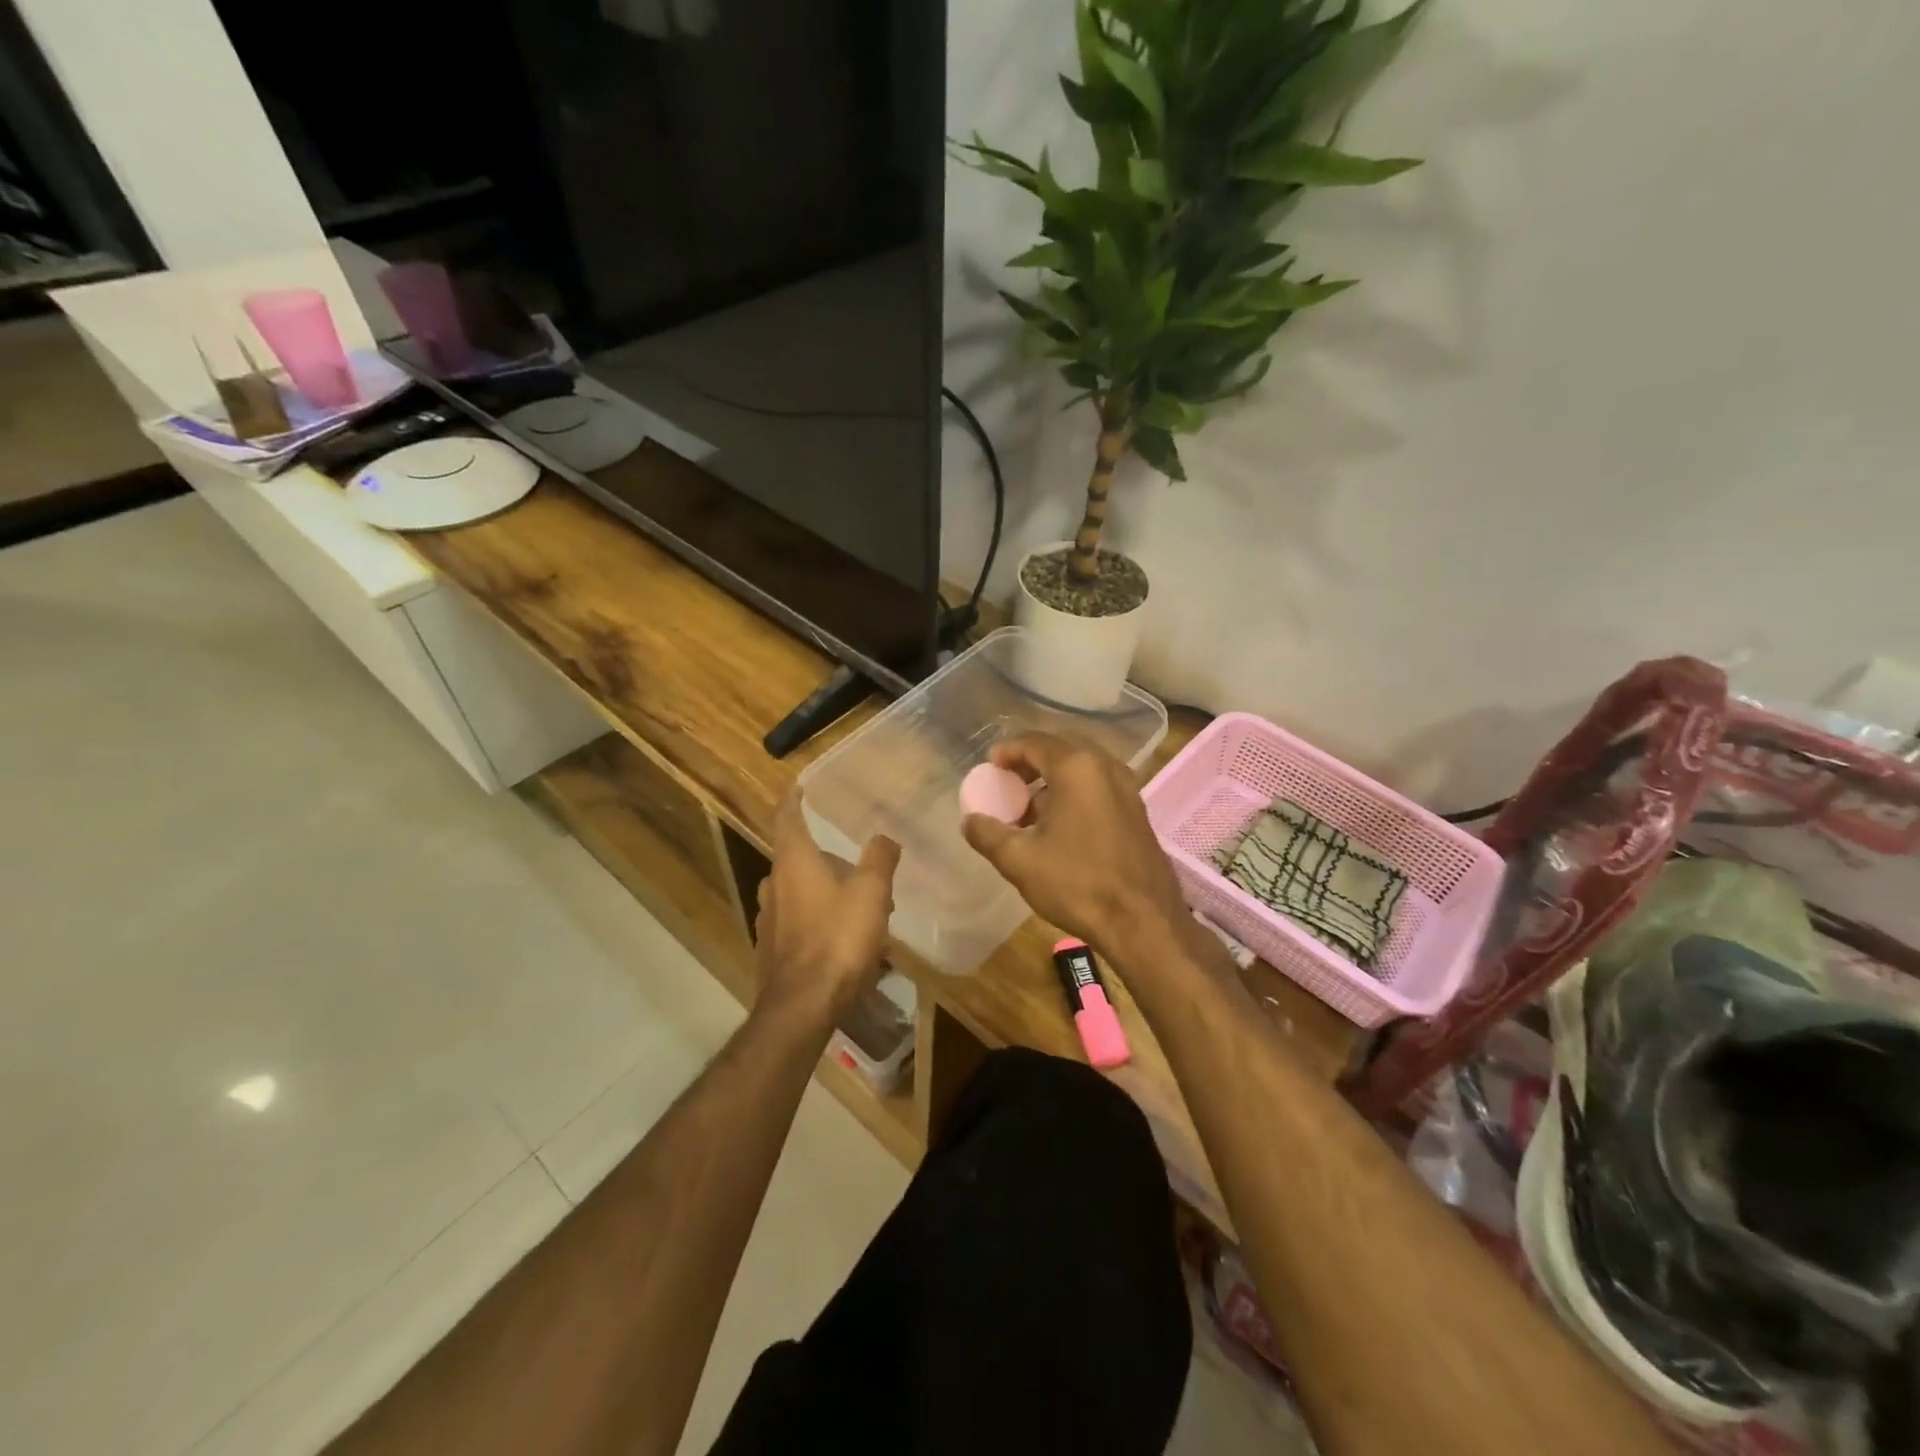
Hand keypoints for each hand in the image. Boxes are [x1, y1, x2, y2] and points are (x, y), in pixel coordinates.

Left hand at [755, 790, 900, 1021]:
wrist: (802, 1007)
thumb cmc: (837, 940)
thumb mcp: (871, 894)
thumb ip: (879, 860)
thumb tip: (884, 837)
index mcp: (793, 863)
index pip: (787, 818)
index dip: (794, 800)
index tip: (799, 786)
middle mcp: (773, 885)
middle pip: (797, 858)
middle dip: (826, 856)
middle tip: (858, 864)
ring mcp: (768, 920)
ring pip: (799, 892)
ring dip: (826, 891)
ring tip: (861, 906)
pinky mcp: (772, 950)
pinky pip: (798, 922)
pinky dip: (819, 919)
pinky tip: (845, 939)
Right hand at [961, 732, 1191, 961]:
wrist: (1143, 923)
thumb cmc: (1077, 883)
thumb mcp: (1019, 860)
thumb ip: (987, 833)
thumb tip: (970, 820)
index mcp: (1077, 768)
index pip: (1034, 742)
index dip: (1007, 750)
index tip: (989, 767)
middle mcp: (1106, 767)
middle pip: (1061, 749)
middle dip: (1031, 761)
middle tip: (1008, 781)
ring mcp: (1128, 789)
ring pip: (1082, 769)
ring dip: (1053, 779)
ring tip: (1029, 807)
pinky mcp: (1138, 812)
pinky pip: (1099, 787)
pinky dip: (1074, 793)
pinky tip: (1059, 825)